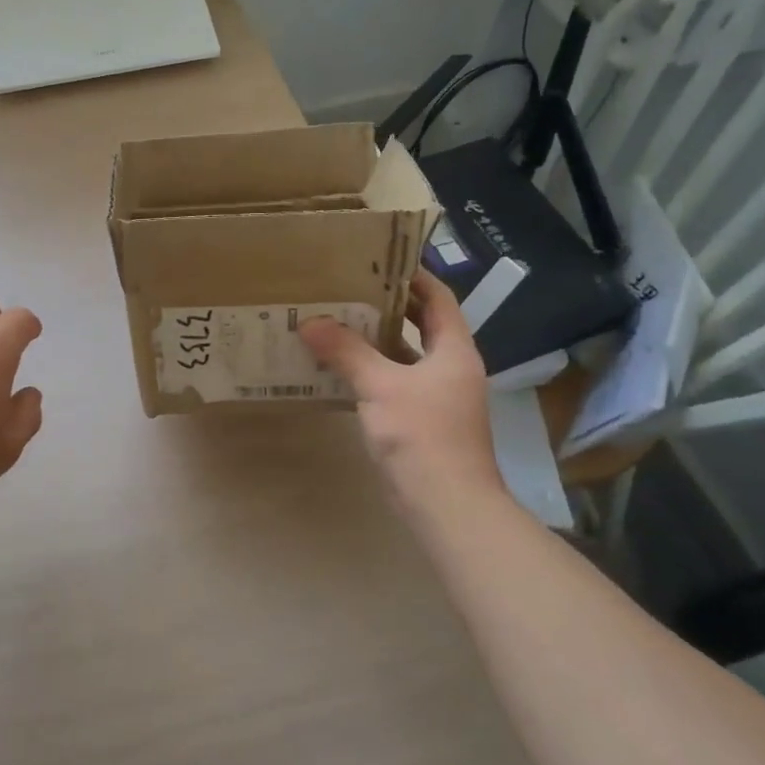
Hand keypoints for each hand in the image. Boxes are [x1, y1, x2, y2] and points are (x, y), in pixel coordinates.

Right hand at [299, 270, 501, 499]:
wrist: (447, 505)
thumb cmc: (423, 436)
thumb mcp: (381, 386)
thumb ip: (346, 351)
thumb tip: (310, 322)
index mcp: (454, 350)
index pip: (438, 298)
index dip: (413, 275)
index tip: (378, 258)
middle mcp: (449, 367)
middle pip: (420, 324)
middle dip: (386, 305)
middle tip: (346, 286)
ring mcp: (435, 396)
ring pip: (403, 355)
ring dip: (373, 339)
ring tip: (334, 319)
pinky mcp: (419, 420)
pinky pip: (392, 382)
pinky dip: (368, 370)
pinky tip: (336, 367)